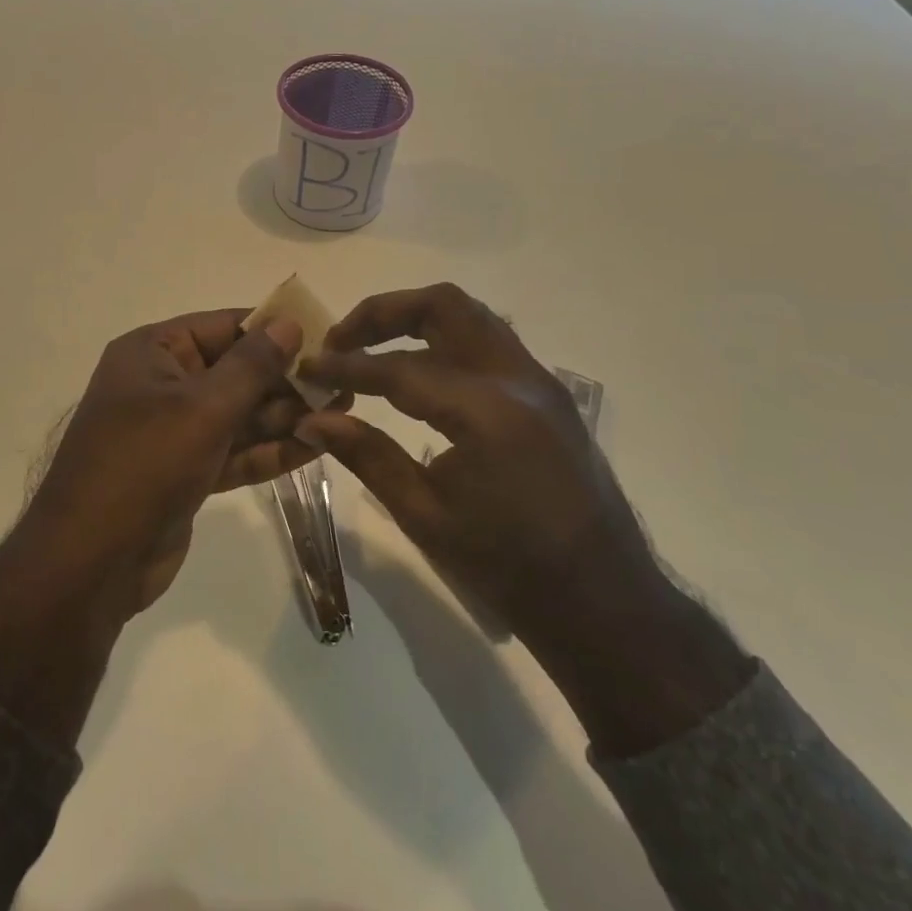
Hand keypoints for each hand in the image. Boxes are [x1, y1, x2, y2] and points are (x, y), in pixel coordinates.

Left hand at [24, 308, 337, 617]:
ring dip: (285, 415)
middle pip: (234, 371)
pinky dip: (269, 450)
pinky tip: (316, 446)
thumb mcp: (202, 408)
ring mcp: (173, 432)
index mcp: (152, 353)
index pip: (221, 326)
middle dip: (285, 378)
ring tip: (343, 410)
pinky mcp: (186, 472)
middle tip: (344, 382)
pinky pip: (233, 450)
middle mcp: (161, 384)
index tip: (323, 335)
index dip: (271, 329)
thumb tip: (288, 323)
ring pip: (238, 414)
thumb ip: (251, 366)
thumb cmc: (144, 465)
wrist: (91, 564)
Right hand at [297, 283, 656, 650]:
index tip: (308, 368)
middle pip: (443, 306)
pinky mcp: (548, 393)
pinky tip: (420, 372)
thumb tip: (313, 419)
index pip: (400, 368)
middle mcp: (518, 379)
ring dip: (417, 319)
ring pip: (471, 315)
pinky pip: (490, 341)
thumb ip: (367, 455)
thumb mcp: (425, 515)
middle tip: (343, 340)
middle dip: (384, 312)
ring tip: (374, 347)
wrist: (604, 603)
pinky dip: (446, 340)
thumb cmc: (509, 568)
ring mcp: (539, 381)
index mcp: (487, 412)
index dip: (347, 366)